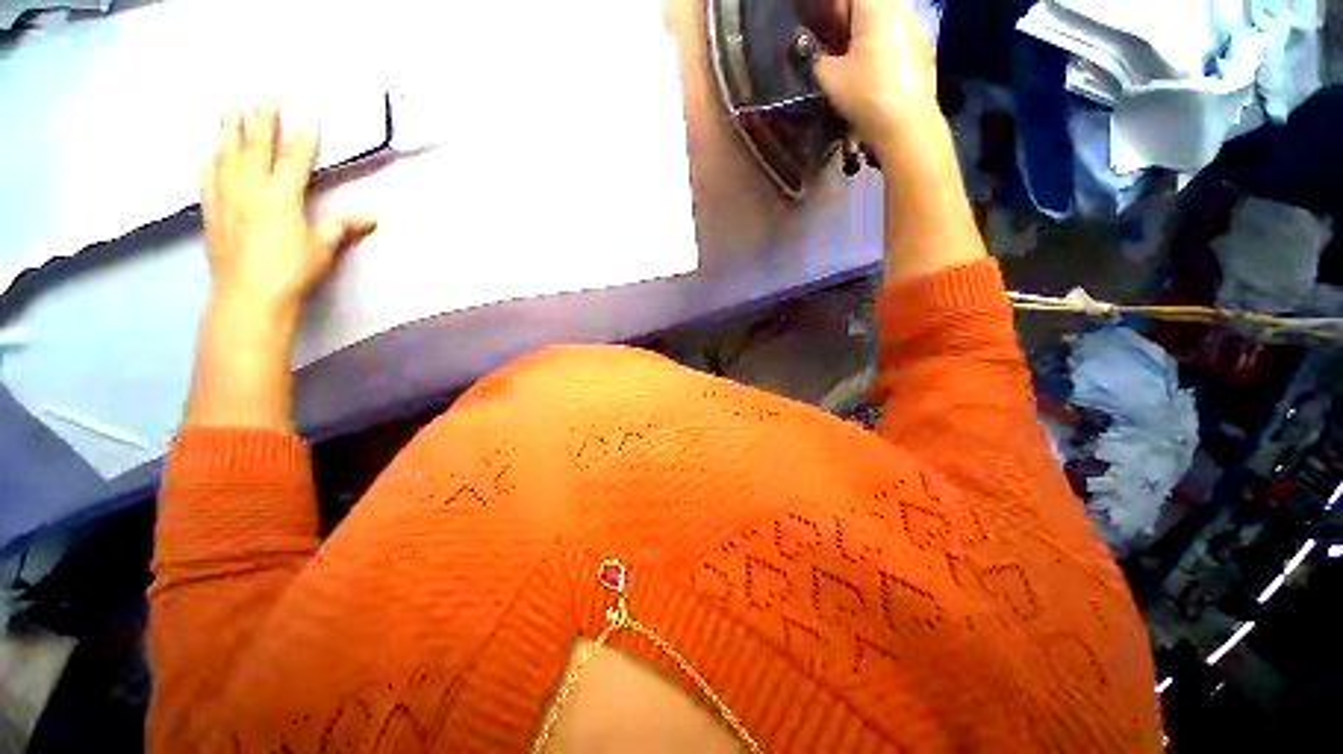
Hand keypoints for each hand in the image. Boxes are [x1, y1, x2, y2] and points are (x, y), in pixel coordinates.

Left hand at [201, 105, 374, 312]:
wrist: (249, 295)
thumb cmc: (291, 271)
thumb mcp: (323, 249)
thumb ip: (342, 227)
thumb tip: (372, 217)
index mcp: (282, 196)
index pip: (294, 161)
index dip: (302, 142)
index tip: (306, 123)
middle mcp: (251, 188)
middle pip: (257, 148)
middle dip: (262, 121)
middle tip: (264, 98)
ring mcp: (227, 198)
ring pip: (227, 157)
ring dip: (229, 132)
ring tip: (230, 111)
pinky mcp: (212, 213)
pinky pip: (208, 181)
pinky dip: (210, 165)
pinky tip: (210, 155)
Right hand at [813, 0, 939, 155]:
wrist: (906, 125)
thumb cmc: (866, 95)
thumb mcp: (829, 79)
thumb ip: (816, 59)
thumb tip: (813, 53)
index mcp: (875, 7)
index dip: (832, 8)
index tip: (822, 26)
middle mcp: (900, 10)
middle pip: (869, 5)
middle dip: (849, 18)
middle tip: (833, 41)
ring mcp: (916, 29)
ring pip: (885, 20)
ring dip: (866, 32)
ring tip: (850, 58)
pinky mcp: (923, 51)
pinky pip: (897, 37)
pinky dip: (882, 46)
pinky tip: (872, 71)